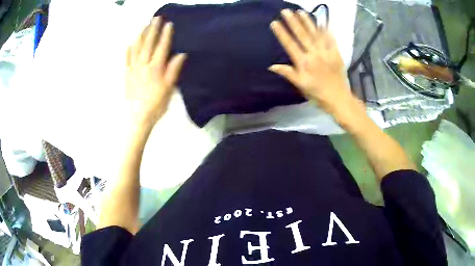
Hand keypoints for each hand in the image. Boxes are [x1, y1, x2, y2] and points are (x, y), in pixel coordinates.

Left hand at [126, 17, 185, 125]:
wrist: (138, 118)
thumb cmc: (156, 105)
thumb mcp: (169, 89)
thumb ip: (173, 70)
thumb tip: (181, 54)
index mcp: (155, 68)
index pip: (162, 47)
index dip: (166, 35)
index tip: (169, 23)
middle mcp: (143, 65)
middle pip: (148, 43)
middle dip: (152, 29)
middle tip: (155, 18)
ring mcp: (133, 69)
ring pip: (136, 48)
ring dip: (140, 35)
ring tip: (143, 25)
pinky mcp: (126, 74)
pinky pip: (126, 59)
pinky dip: (128, 49)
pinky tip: (130, 43)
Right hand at [269, 10, 355, 116]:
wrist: (338, 98)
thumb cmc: (317, 93)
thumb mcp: (300, 85)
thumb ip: (288, 73)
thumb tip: (272, 66)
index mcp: (304, 63)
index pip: (290, 45)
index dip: (282, 33)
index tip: (275, 22)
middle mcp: (314, 54)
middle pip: (302, 36)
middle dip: (293, 22)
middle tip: (286, 11)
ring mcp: (326, 53)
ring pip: (315, 34)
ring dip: (307, 22)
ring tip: (301, 11)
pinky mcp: (336, 53)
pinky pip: (331, 39)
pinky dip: (326, 30)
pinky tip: (322, 21)